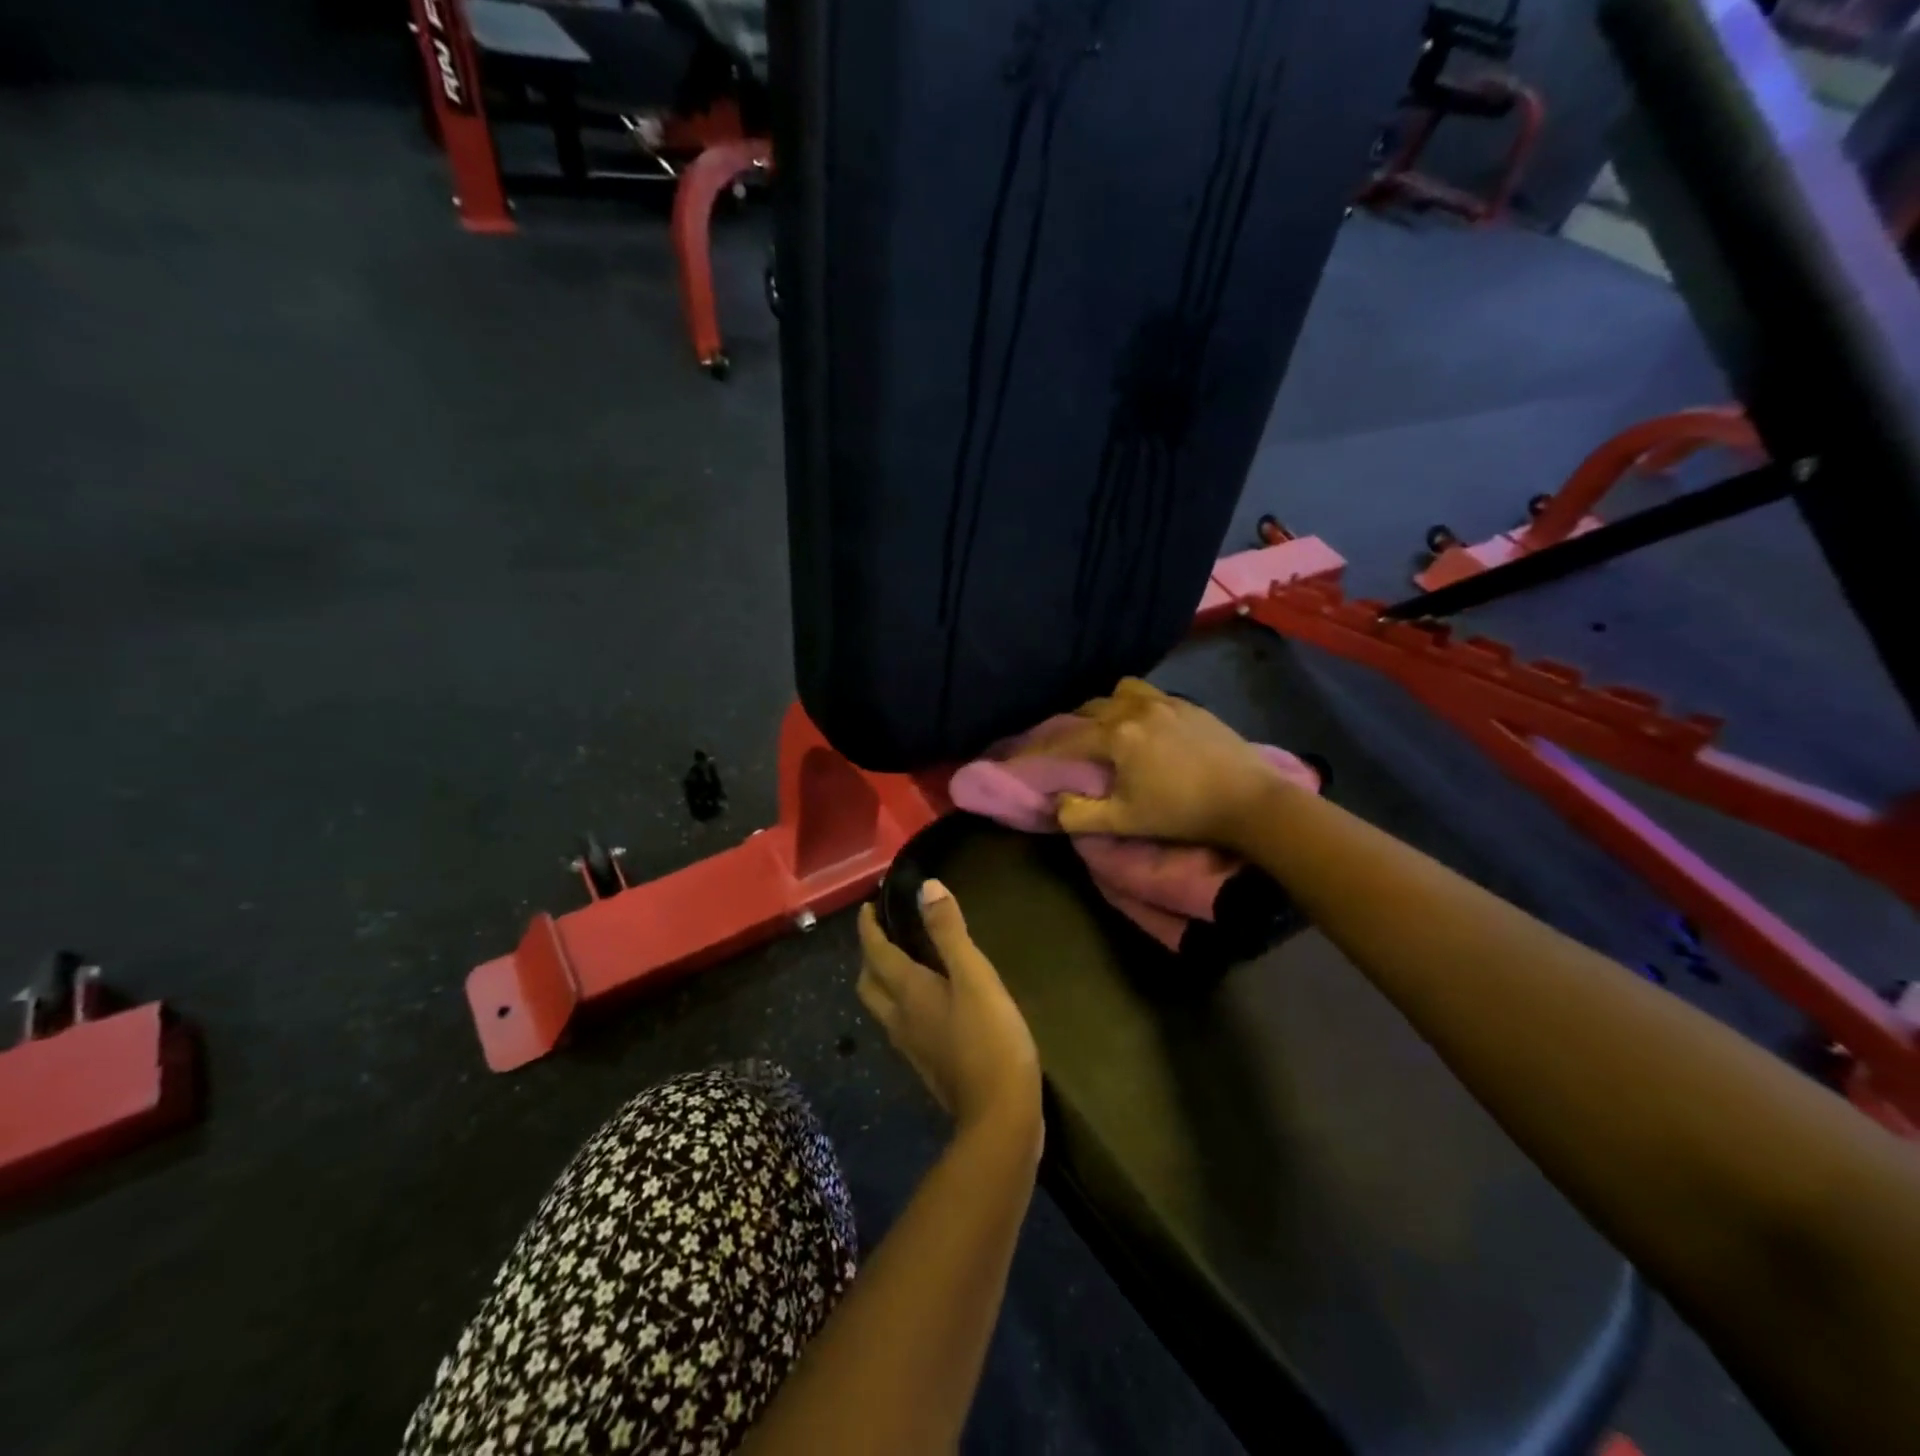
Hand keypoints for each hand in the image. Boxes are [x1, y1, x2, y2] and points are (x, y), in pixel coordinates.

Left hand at [856, 882, 1041, 1145]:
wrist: (1001, 1116)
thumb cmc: (990, 1039)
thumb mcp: (975, 978)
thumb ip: (950, 933)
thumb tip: (927, 887)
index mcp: (908, 992)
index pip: (876, 953)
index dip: (868, 928)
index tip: (867, 906)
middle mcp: (900, 1019)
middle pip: (869, 984)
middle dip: (870, 956)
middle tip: (884, 934)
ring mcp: (913, 1046)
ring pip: (883, 1006)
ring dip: (883, 980)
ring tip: (903, 962)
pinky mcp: (929, 1065)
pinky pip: (903, 1024)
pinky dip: (903, 1002)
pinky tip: (929, 1002)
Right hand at [1050, 678, 1294, 847]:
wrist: (1250, 800)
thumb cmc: (1183, 811)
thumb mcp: (1126, 821)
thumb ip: (1081, 816)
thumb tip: (1056, 804)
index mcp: (1118, 734)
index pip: (1069, 738)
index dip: (1044, 749)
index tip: (1026, 757)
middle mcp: (1137, 708)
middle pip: (1092, 708)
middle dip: (1074, 725)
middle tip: (1067, 747)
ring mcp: (1167, 702)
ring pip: (1122, 692)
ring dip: (1107, 707)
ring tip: (1108, 729)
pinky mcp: (1191, 706)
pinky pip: (1152, 695)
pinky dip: (1137, 706)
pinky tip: (1146, 727)